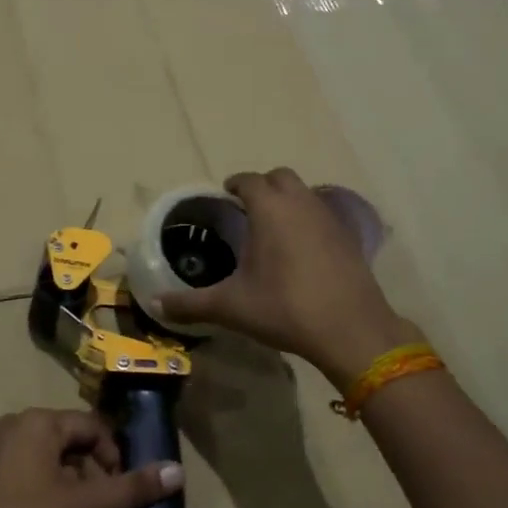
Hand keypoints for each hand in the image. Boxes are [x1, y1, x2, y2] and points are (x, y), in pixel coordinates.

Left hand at [0, 409, 181, 507]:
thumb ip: (131, 490)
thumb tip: (178, 472)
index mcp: (40, 423)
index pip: (94, 428)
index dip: (116, 460)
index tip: (124, 495)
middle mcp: (18, 429)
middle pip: (74, 451)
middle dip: (95, 489)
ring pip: (54, 474)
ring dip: (75, 506)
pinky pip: (32, 487)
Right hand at [151, 168, 420, 385]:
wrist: (351, 330)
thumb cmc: (285, 308)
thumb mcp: (232, 307)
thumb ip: (191, 304)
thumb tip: (156, 305)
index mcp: (270, 209)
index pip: (249, 180)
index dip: (235, 184)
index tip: (225, 195)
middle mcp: (300, 203)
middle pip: (280, 177)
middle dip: (262, 186)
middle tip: (247, 208)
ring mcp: (329, 217)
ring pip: (304, 192)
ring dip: (287, 200)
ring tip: (272, 227)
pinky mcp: (348, 236)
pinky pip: (322, 213)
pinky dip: (308, 218)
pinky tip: (301, 248)